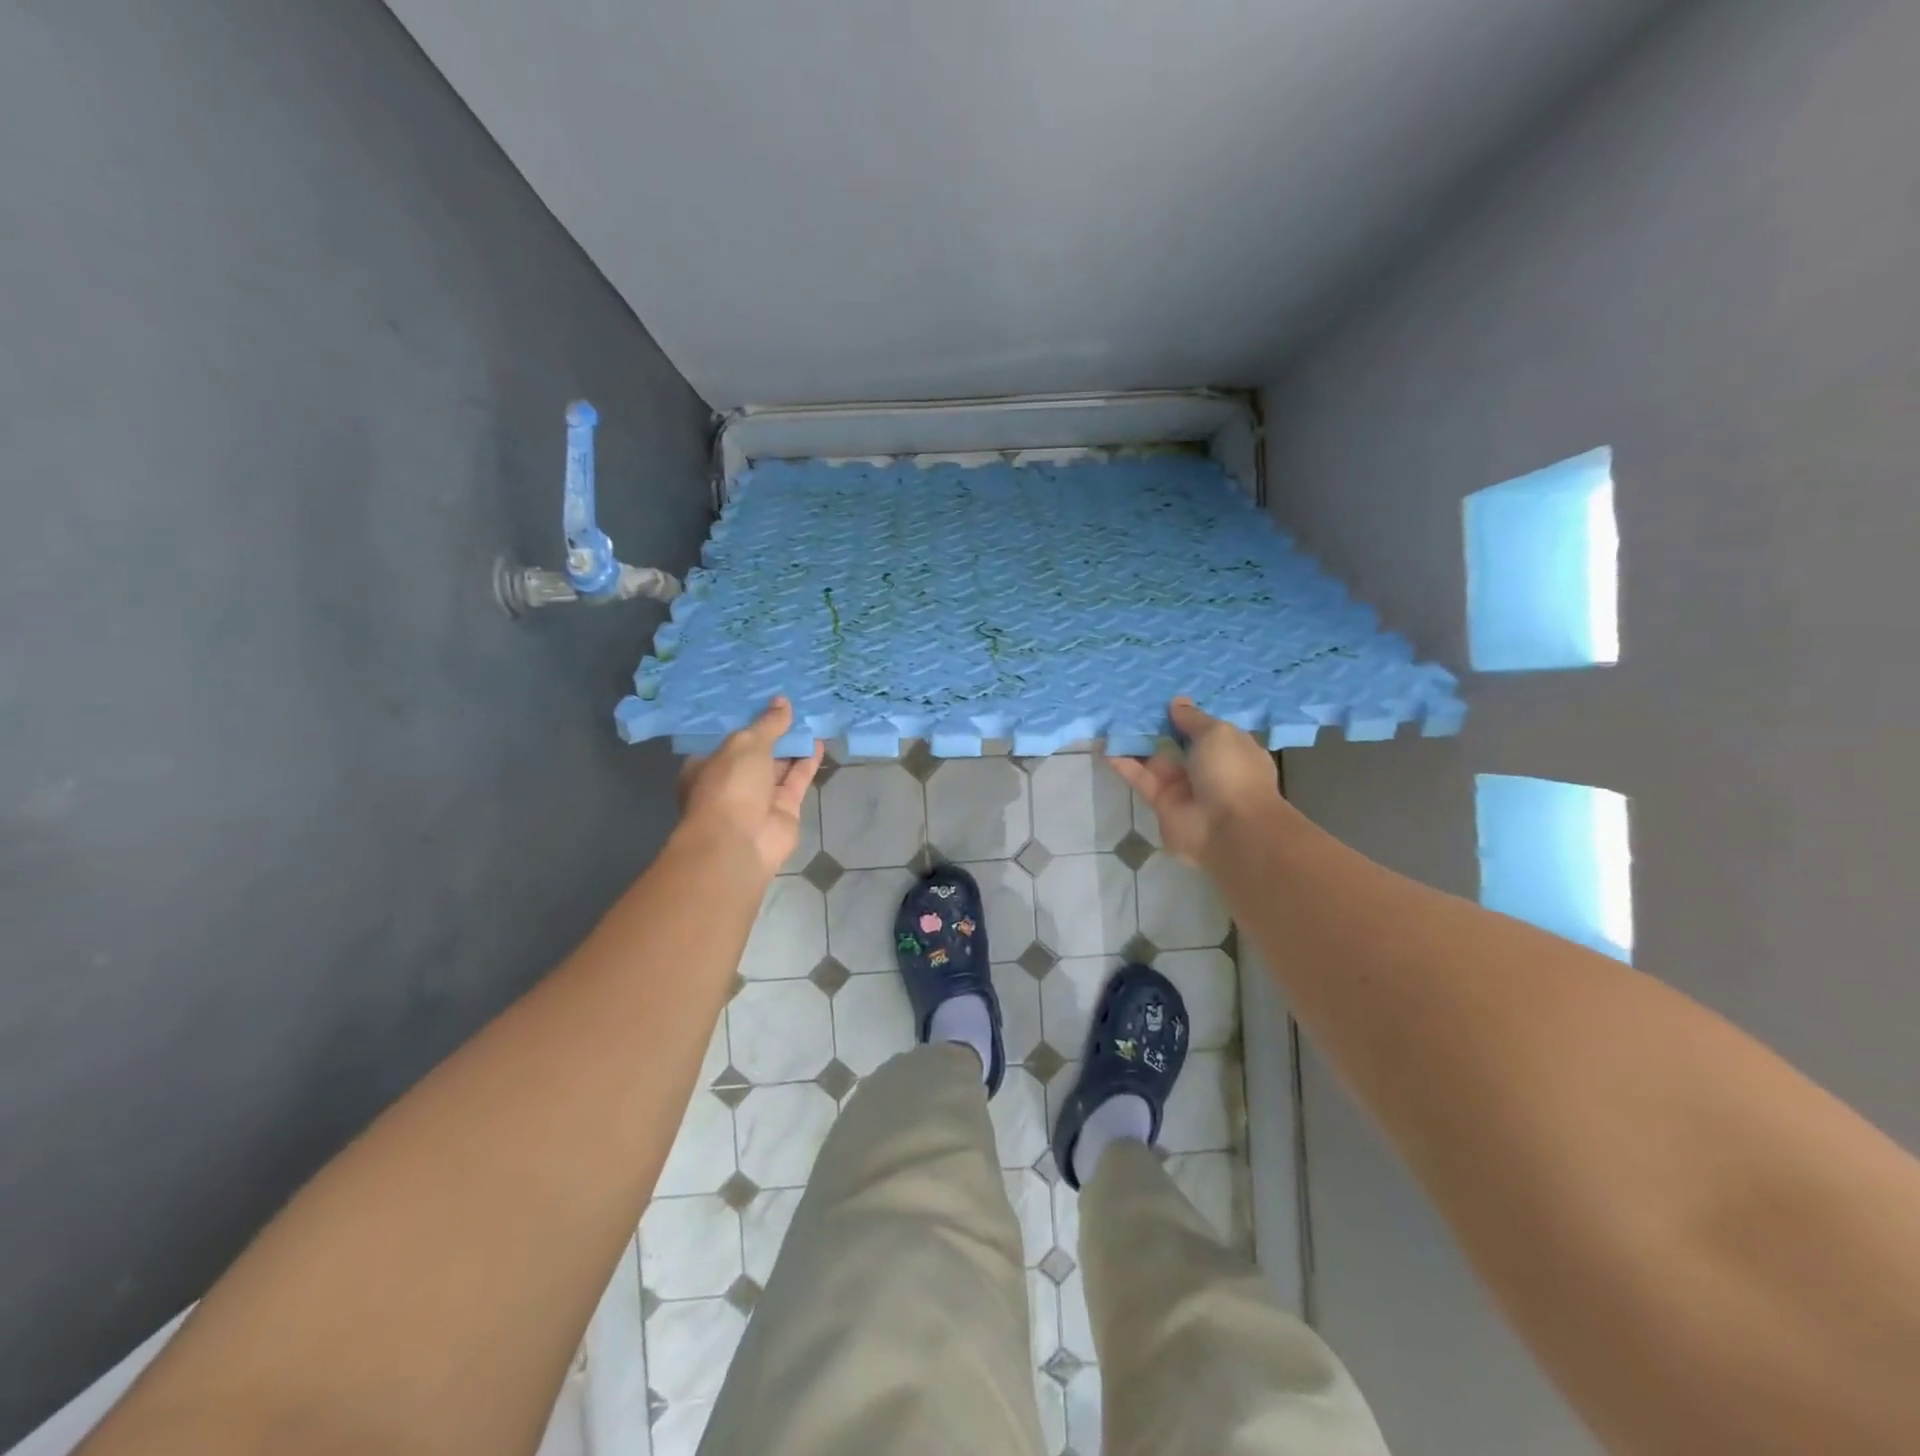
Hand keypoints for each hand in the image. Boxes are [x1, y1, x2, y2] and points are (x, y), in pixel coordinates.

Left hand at [678, 699, 823, 876]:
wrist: (740, 843)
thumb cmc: (729, 786)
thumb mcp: (746, 744)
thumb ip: (767, 724)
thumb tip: (783, 702)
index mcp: (707, 765)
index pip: (727, 739)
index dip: (746, 720)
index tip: (764, 699)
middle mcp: (731, 782)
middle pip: (756, 752)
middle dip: (773, 731)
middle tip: (793, 704)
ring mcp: (759, 798)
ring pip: (779, 766)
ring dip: (794, 745)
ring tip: (811, 718)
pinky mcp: (784, 810)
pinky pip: (797, 779)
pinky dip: (808, 762)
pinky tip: (819, 740)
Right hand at [1106, 697, 1287, 865]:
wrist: (1229, 829)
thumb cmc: (1232, 772)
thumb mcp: (1217, 734)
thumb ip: (1193, 719)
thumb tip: (1177, 702)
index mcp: (1231, 749)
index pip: (1206, 728)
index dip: (1187, 714)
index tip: (1163, 696)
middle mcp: (1208, 767)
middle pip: (1177, 742)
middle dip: (1157, 725)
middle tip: (1130, 702)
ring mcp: (1183, 786)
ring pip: (1155, 759)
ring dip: (1135, 742)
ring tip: (1111, 719)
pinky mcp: (1161, 802)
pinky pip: (1140, 778)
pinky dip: (1123, 763)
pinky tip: (1105, 745)